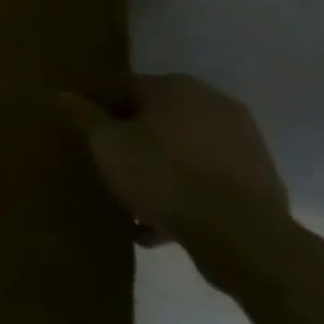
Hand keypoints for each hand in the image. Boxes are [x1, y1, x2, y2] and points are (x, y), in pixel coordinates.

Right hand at [61, 74, 288, 264]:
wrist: (242, 236)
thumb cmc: (164, 175)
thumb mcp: (107, 144)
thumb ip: (83, 116)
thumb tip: (63, 94)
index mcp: (176, 86)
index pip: (126, 88)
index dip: (103, 112)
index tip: (90, 139)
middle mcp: (213, 103)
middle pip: (156, 120)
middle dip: (133, 145)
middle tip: (111, 171)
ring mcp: (242, 142)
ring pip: (182, 153)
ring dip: (159, 174)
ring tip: (134, 207)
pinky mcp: (259, 180)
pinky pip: (208, 181)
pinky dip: (186, 196)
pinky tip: (161, 227)